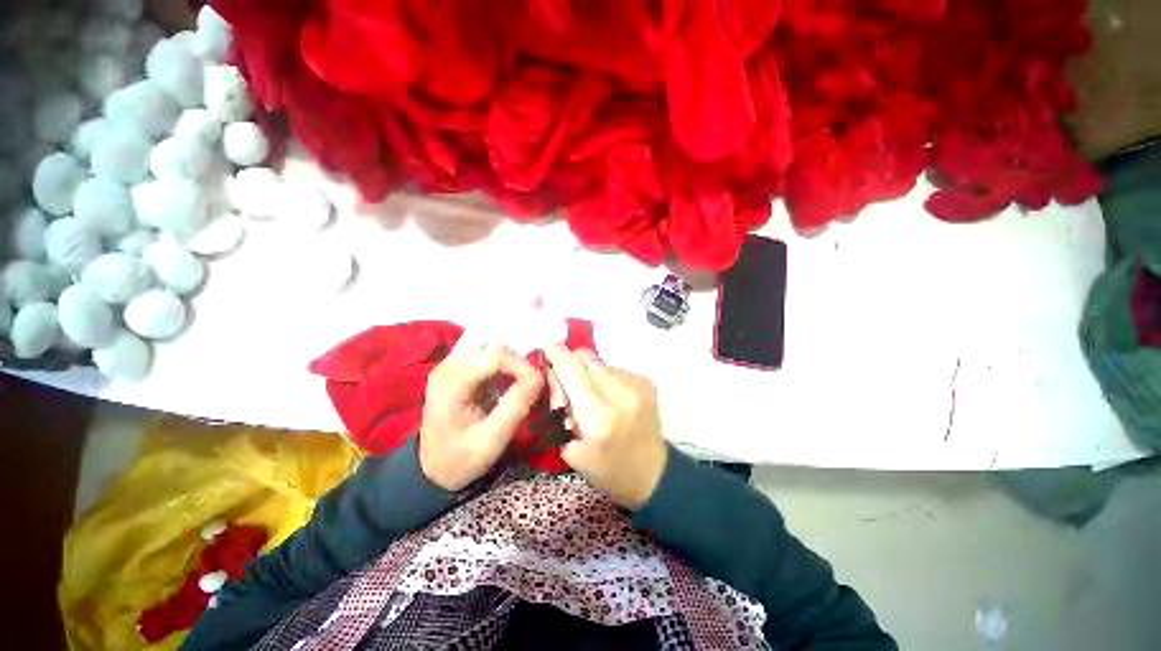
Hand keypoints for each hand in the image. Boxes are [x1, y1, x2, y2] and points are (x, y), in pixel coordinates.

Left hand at [419, 339, 543, 491]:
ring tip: (520, 385)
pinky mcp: (456, 369)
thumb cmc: (460, 458)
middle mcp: (448, 365)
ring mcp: (450, 365)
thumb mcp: (491, 441)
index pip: (496, 355)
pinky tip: (506, 382)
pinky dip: (501, 365)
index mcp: (452, 382)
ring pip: (491, 348)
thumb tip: (539, 377)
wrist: (432, 469)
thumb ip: (515, 407)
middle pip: (493, 347)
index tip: (536, 385)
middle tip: (530, 387)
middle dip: (517, 364)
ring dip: (510, 363)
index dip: (521, 366)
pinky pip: (485, 355)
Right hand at [545, 346, 667, 509]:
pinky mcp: (646, 381)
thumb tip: (555, 375)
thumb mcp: (571, 449)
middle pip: (586, 358)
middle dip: (571, 364)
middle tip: (568, 383)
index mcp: (598, 416)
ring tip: (592, 396)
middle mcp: (620, 393)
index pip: (571, 370)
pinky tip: (609, 397)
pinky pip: (614, 368)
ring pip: (599, 362)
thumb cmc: (607, 470)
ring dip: (589, 372)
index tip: (548, 351)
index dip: (557, 356)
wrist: (653, 474)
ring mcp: (636, 384)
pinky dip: (605, 377)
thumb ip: (559, 408)